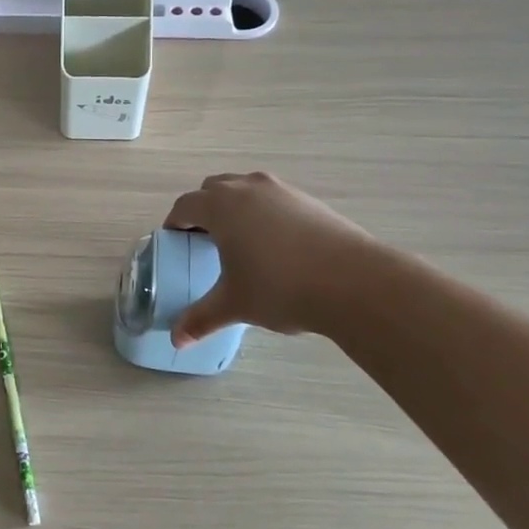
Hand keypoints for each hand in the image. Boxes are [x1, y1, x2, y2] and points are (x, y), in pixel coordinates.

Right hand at [163, 172, 380, 344]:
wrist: (354, 281)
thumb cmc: (280, 287)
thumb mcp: (234, 305)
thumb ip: (201, 319)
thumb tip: (176, 340)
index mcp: (220, 206)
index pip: (185, 205)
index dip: (175, 222)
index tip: (174, 240)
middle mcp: (247, 188)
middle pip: (213, 189)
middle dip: (203, 210)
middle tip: (203, 240)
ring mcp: (281, 190)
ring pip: (245, 189)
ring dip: (234, 207)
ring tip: (240, 241)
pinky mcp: (309, 200)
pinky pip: (273, 199)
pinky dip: (263, 213)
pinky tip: (275, 246)